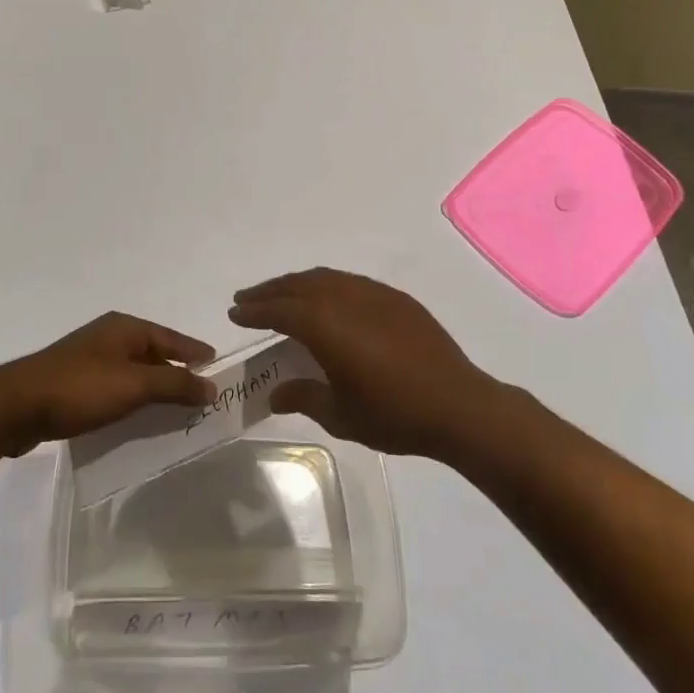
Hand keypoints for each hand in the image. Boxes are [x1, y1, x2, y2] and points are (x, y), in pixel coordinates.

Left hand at [0, 313, 216, 457]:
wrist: (16, 406)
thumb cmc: (80, 388)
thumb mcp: (134, 385)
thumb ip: (174, 385)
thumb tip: (211, 385)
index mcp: (124, 328)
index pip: (171, 338)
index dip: (195, 353)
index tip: (217, 367)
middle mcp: (109, 336)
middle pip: (154, 353)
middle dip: (177, 373)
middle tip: (202, 396)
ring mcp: (89, 358)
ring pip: (134, 372)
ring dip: (154, 389)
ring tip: (176, 412)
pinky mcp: (75, 382)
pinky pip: (116, 387)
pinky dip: (132, 399)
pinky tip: (137, 419)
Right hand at [228, 268, 498, 457]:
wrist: (458, 405)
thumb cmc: (394, 414)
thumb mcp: (341, 414)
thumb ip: (304, 396)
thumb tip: (275, 393)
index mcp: (326, 325)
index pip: (279, 310)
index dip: (254, 310)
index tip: (234, 312)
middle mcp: (345, 299)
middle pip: (298, 285)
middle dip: (269, 291)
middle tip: (248, 298)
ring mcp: (373, 294)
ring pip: (325, 278)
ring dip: (297, 284)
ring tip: (282, 295)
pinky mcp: (395, 299)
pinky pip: (350, 282)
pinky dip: (327, 285)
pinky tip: (327, 300)